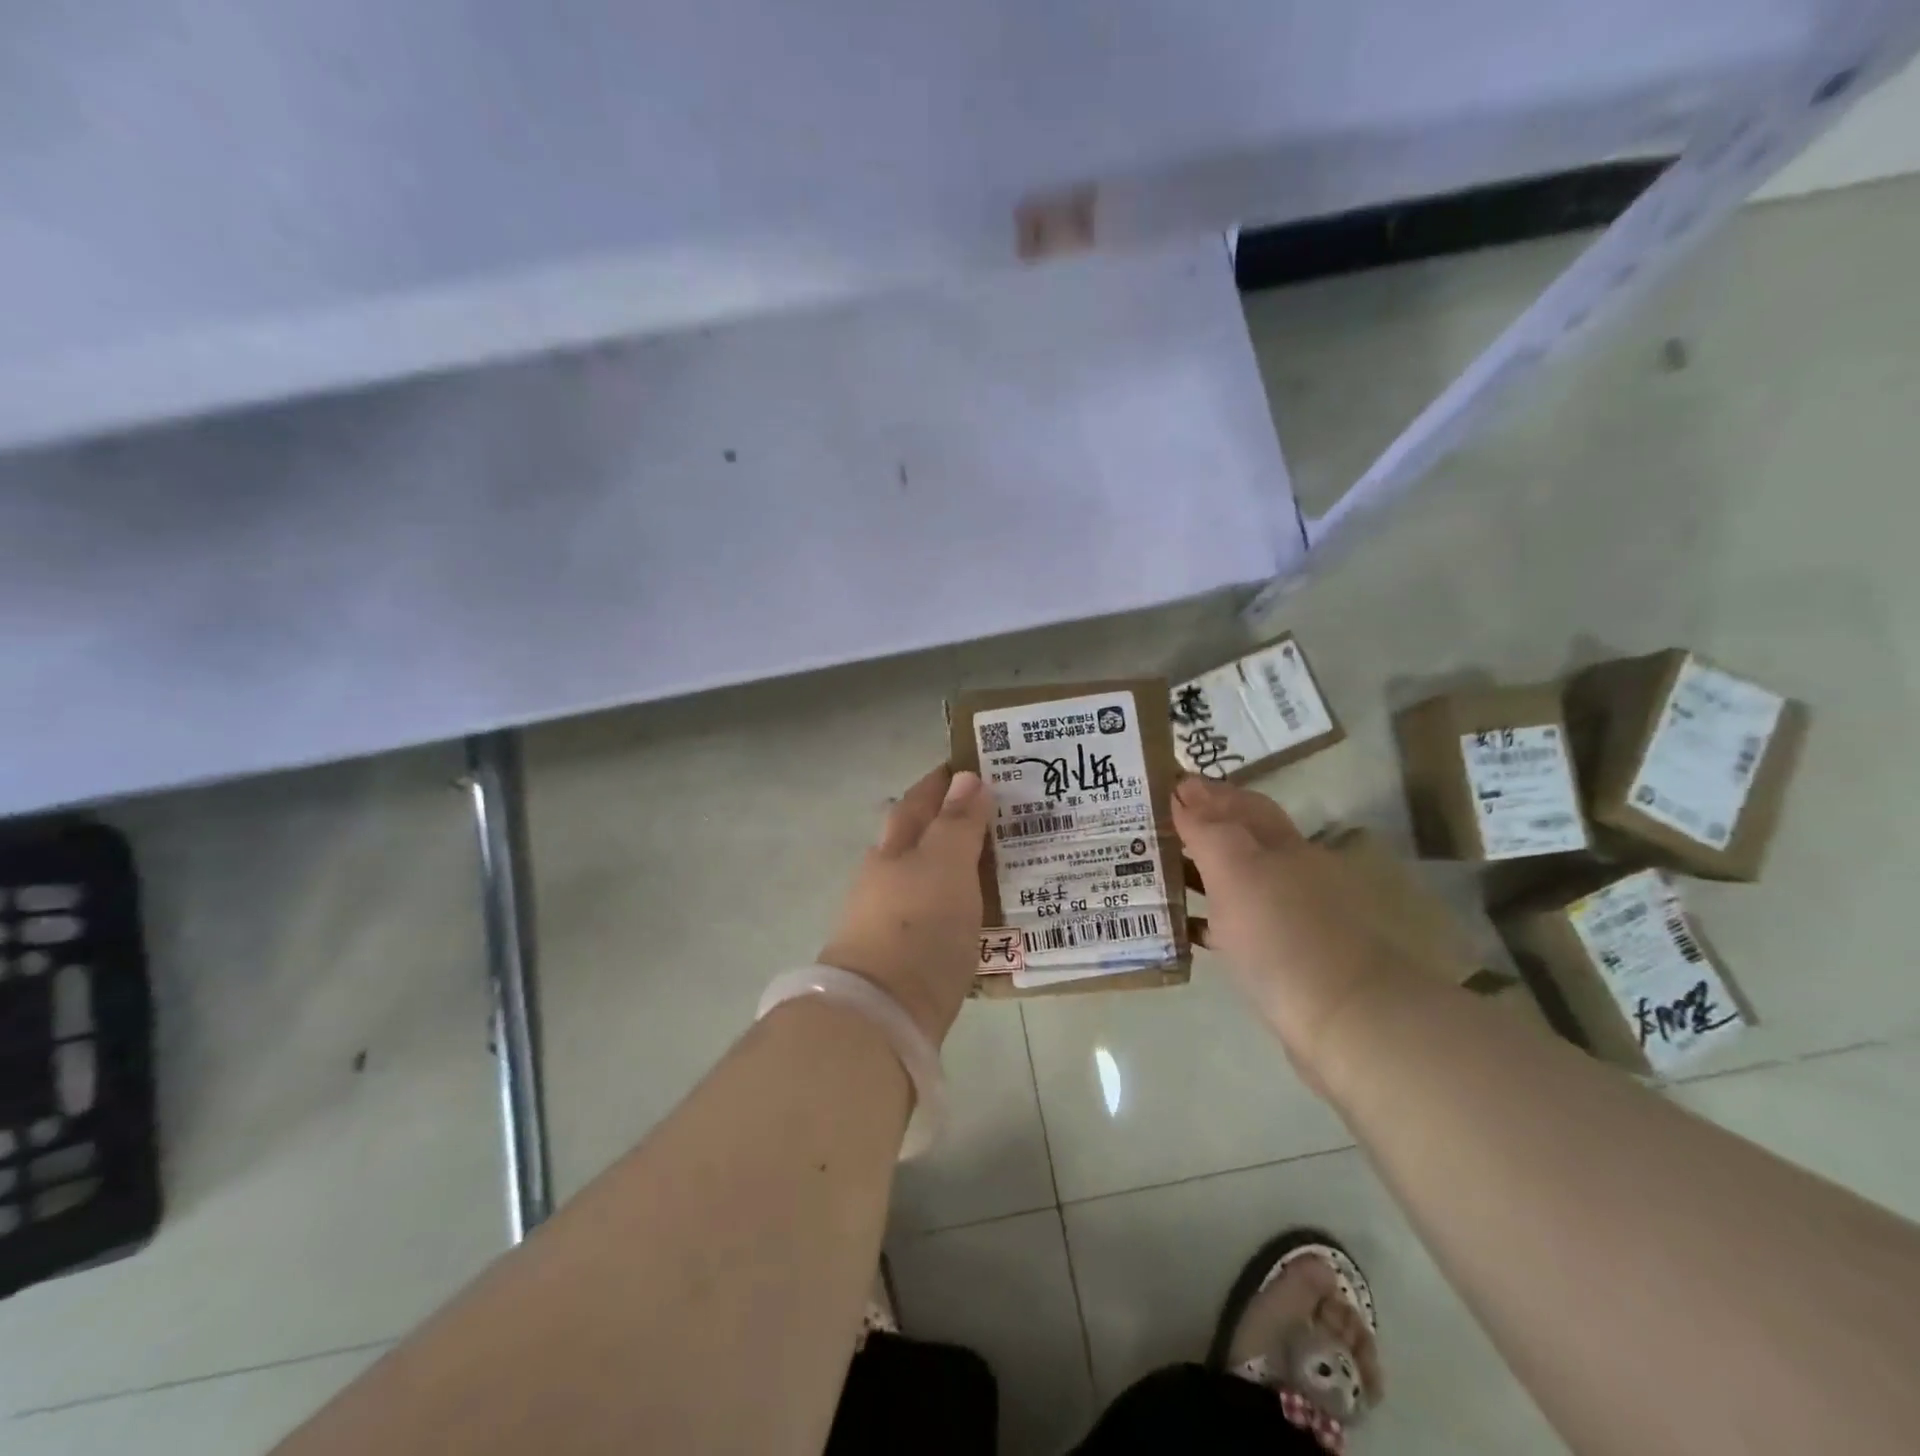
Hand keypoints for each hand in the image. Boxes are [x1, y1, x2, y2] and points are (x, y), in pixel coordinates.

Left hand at [819, 766, 988, 1045]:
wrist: (883, 1013)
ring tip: (1007, 859)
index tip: (977, 765)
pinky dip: (963, 903)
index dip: (945, 780)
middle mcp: (888, 875)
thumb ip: (957, 823)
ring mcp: (893, 916)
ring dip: (962, 864)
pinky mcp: (907, 954)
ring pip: (932, 876)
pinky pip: (941, 913)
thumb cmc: (917, 925)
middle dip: (955, 820)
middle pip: (922, 836)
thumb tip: (967, 778)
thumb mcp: (944, 864)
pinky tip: (987, 910)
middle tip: (1005, 813)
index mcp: (894, 846)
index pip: (920, 799)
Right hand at [1172, 776, 1392, 1085]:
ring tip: (1150, 870)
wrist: (1343, 1022)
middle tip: (1148, 827)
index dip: (1206, 791)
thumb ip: (1208, 829)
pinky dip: (1203, 918)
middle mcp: (1288, 874)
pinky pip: (1231, 926)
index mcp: (1282, 846)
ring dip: (1196, 873)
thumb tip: (1184, 792)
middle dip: (1198, 829)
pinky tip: (1179, 925)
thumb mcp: (1238, 871)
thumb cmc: (1283, 935)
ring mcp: (1286, 917)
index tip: (1163, 785)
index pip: (1242, 803)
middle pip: (1238, 840)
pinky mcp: (1279, 958)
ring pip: (1232, 883)